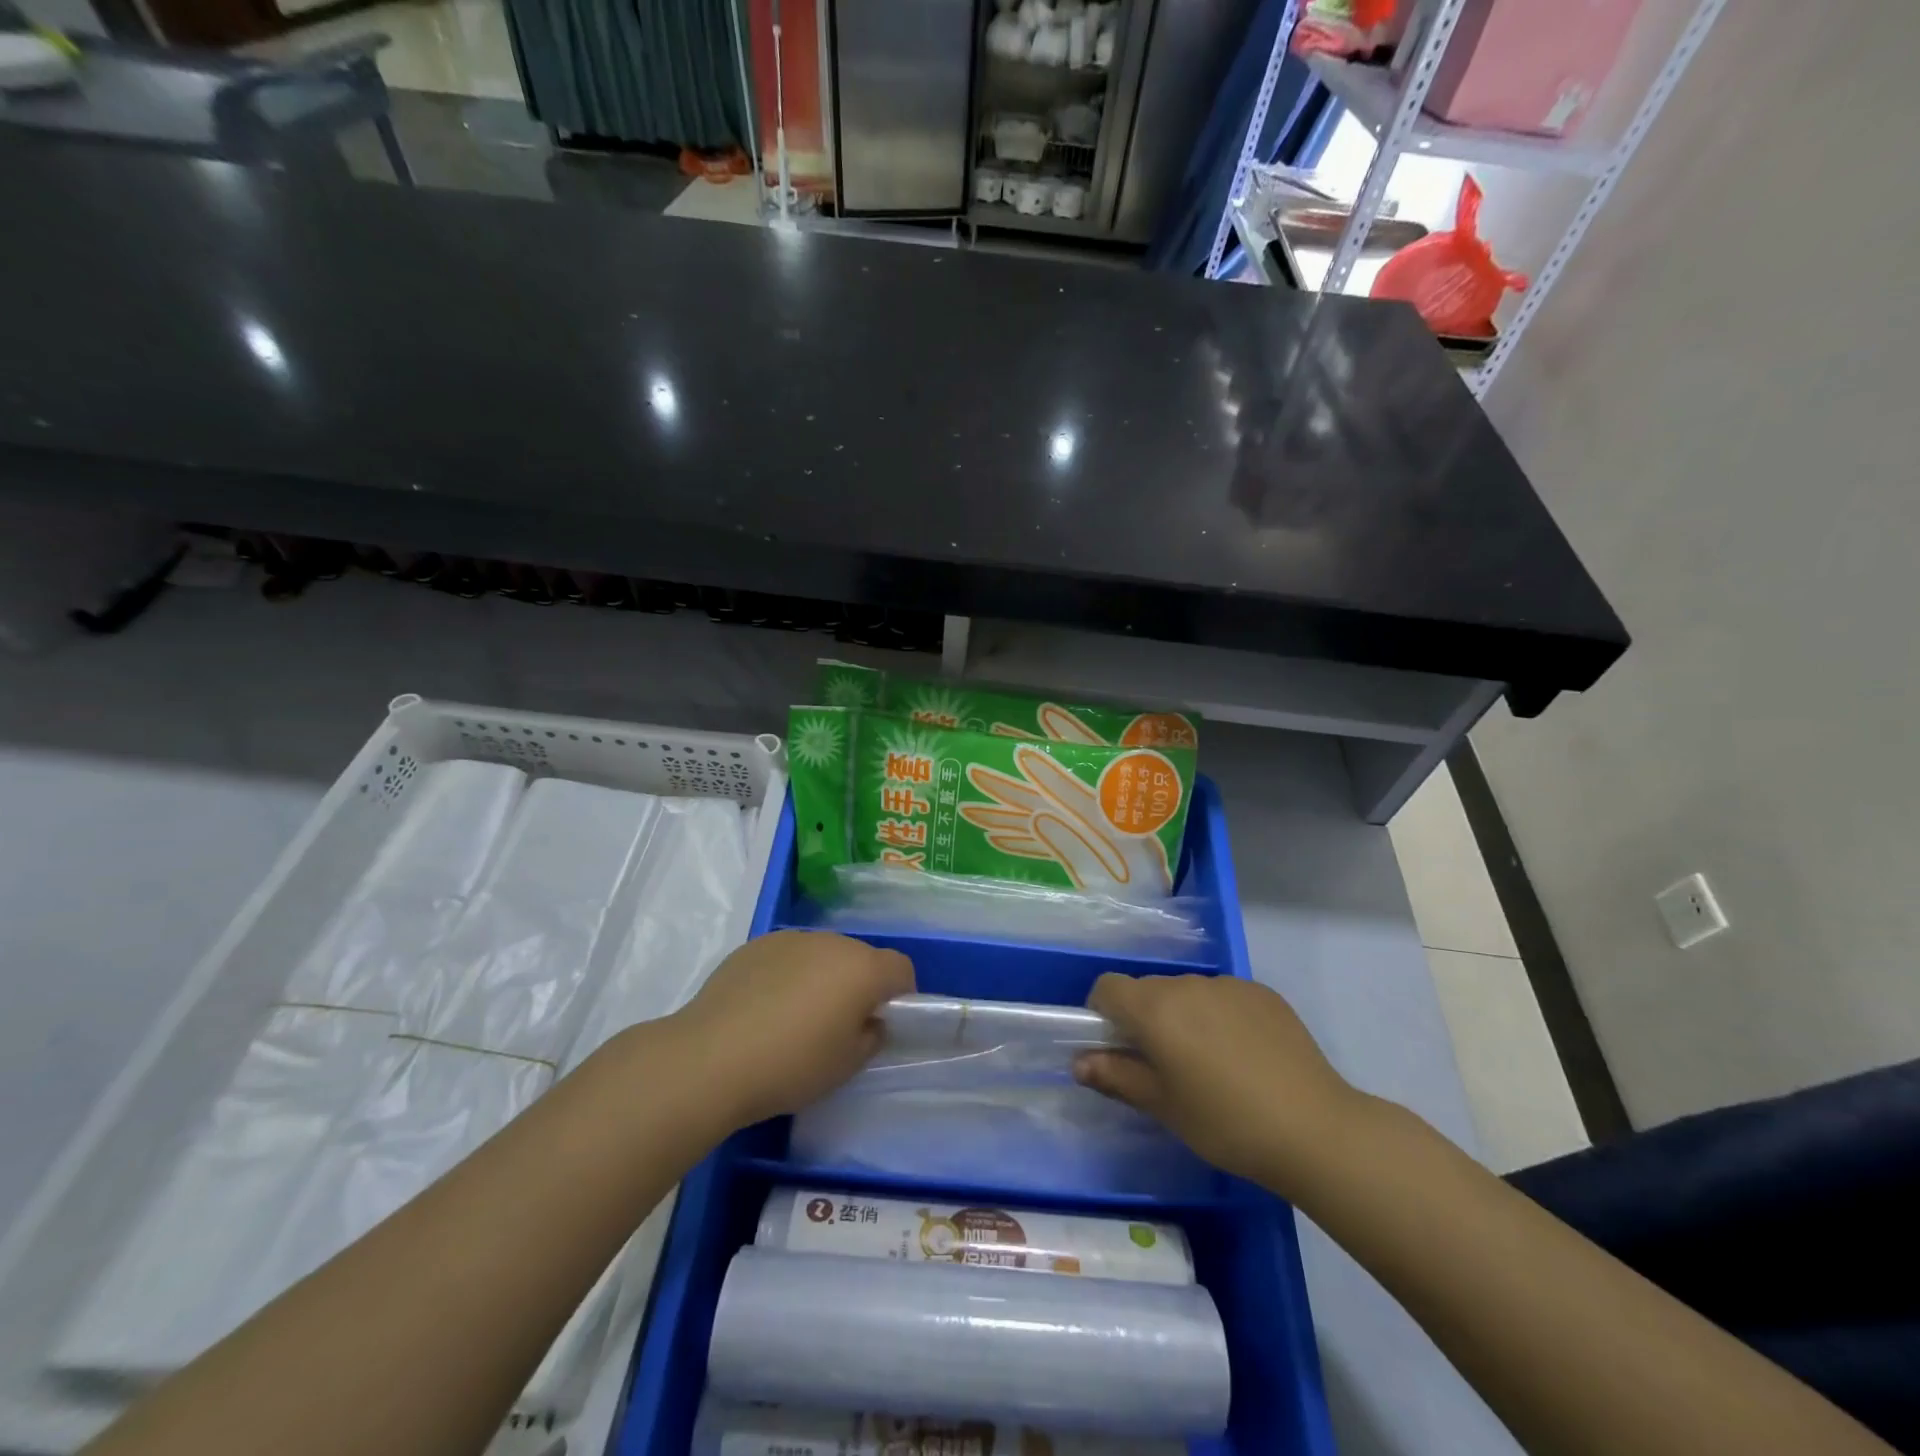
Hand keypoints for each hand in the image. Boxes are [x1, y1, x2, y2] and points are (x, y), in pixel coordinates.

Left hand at [666, 930, 914, 1128]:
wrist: (711, 1058)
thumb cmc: (791, 1065)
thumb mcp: (846, 1065)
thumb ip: (870, 1037)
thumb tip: (869, 1021)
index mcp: (862, 969)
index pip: (901, 968)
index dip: (901, 994)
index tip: (883, 1021)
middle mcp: (831, 942)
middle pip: (860, 957)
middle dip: (858, 984)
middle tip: (838, 1024)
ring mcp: (791, 939)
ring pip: (822, 954)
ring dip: (822, 976)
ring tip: (795, 1016)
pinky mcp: (755, 945)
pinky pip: (787, 956)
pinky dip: (787, 974)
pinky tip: (764, 1008)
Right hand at [1074, 973, 1360, 1193]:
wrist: (1315, 1128)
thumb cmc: (1226, 1123)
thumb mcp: (1164, 1106)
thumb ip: (1116, 1077)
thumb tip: (1080, 1062)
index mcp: (1155, 1008)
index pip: (1108, 987)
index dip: (1102, 1013)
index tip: (1117, 1048)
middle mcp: (1187, 984)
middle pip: (1148, 989)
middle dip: (1144, 1018)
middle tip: (1164, 1065)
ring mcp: (1228, 984)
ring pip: (1187, 992)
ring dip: (1183, 1016)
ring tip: (1210, 1064)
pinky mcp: (1262, 993)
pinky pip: (1223, 996)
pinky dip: (1219, 1016)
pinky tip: (1244, 1056)